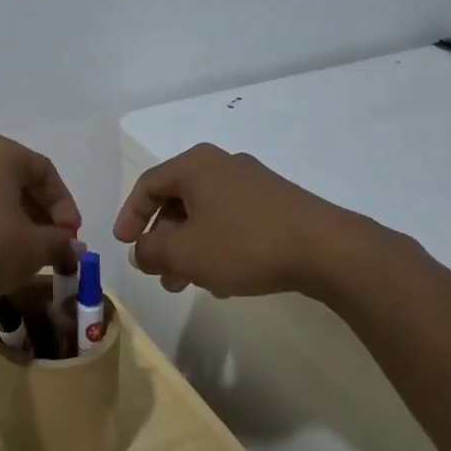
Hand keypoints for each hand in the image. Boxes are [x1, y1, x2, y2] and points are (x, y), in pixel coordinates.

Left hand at [0, 134, 81, 301]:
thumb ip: (58, 244)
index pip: (45, 172)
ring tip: (21, 254)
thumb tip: (73, 247)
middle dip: (39, 214)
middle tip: (50, 246)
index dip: (65, 206)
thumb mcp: (31, 249)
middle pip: (16, 181)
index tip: (71, 238)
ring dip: (12, 221)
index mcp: (0, 152)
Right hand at [112, 143, 396, 302]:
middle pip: (177, 201)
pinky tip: (223, 281)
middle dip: (163, 240)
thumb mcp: (186, 253)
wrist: (327, 249)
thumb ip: (151, 251)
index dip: (130, 215)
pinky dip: (217, 247)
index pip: (148, 184)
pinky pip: (232, 222)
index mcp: (195, 165)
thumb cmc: (244, 243)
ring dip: (189, 249)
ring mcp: (253, 183)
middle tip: (158, 273)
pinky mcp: (277, 204)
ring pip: (205, 215)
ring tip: (187, 284)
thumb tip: (139, 252)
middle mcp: (221, 165)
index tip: (124, 245)